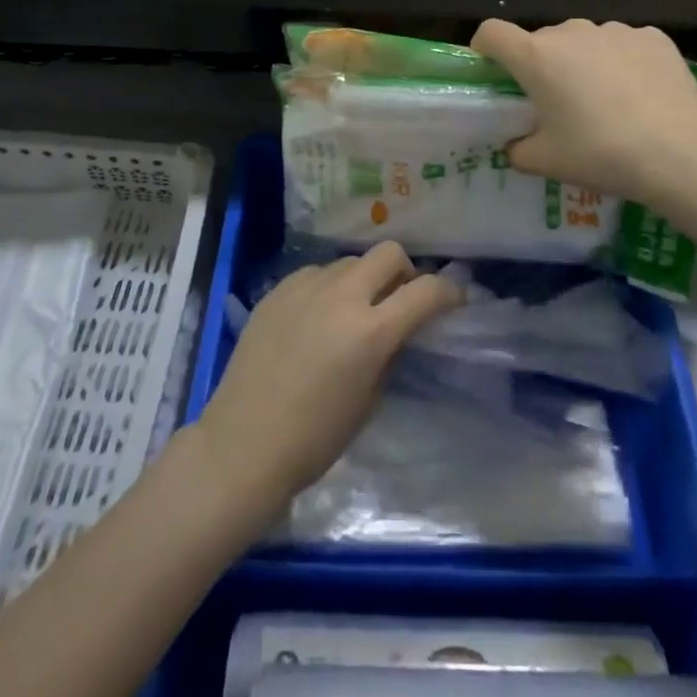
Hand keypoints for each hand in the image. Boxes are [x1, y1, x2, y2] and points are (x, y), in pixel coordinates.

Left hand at [194, 242, 463, 512]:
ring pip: (349, 261)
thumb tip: (399, 329)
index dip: (448, 292)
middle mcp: (341, 297)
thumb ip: (389, 353)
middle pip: (388, 253)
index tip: (453, 301)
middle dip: (404, 271)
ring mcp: (305, 288)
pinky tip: (318, 315)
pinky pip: (315, 273)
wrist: (243, 444)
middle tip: (400, 298)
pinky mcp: (277, 291)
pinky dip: (328, 287)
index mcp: (371, 331)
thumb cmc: (315, 438)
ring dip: (363, 279)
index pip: (426, 291)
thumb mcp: (369, 400)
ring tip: (353, 309)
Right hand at [470, 18, 696, 203]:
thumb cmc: (601, 154)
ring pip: (584, 41)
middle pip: (542, 40)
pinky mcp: (652, 37)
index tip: (493, 72)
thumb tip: (516, 144)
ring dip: (583, 63)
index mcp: (537, 57)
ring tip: (605, 102)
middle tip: (557, 104)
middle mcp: (572, 32)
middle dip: (542, 65)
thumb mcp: (546, 162)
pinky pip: (623, 45)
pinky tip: (640, 96)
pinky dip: (622, 63)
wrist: (682, 152)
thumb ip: (518, 150)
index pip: (491, 32)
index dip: (484, 49)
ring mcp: (615, 30)